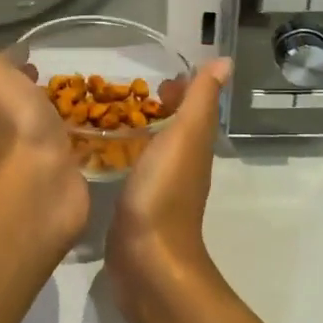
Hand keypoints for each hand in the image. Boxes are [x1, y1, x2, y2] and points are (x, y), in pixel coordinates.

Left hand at [0, 15, 88, 252]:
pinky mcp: (69, 166)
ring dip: (60, 109)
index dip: (13, 62)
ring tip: (84, 94)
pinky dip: (82, 135)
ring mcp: (44, 147)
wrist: (39, 179)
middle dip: (38, 85)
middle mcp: (17, 122)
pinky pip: (75, 145)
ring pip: (51, 121)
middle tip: (59, 71)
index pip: (3, 74)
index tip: (29, 51)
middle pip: (26, 98)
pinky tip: (98, 129)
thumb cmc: (12, 120)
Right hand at [105, 57, 232, 322]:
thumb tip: (224, 61)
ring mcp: (156, 188)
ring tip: (104, 115)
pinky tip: (97, 152)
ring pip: (150, 149)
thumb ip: (200, 100)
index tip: (154, 77)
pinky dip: (121, 155)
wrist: (147, 262)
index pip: (191, 108)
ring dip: (136, 131)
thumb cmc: (164, 193)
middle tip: (119, 92)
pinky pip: (131, 170)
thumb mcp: (185, 137)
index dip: (180, 89)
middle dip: (153, 108)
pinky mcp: (134, 207)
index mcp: (193, 146)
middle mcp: (179, 165)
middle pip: (171, 127)